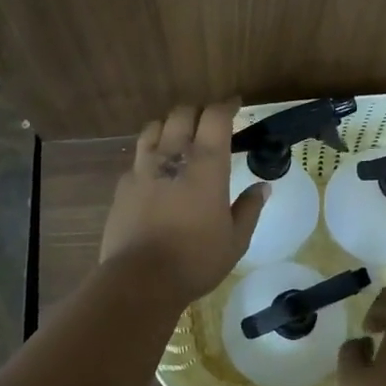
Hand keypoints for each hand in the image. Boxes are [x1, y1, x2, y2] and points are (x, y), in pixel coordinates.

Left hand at [100, 102, 267, 303]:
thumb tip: (263, 187)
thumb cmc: (196, 259)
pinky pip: (137, 157)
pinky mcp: (123, 186)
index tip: (235, 105)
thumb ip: (250, 208)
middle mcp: (172, 156)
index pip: (215, 116)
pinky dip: (149, 155)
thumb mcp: (236, 239)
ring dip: (169, 125)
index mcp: (206, 164)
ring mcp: (142, 168)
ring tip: (178, 138)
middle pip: (181, 113)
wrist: (140, 279)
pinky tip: (155, 172)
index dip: (226, 105)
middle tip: (208, 123)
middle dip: (197, 111)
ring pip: (154, 128)